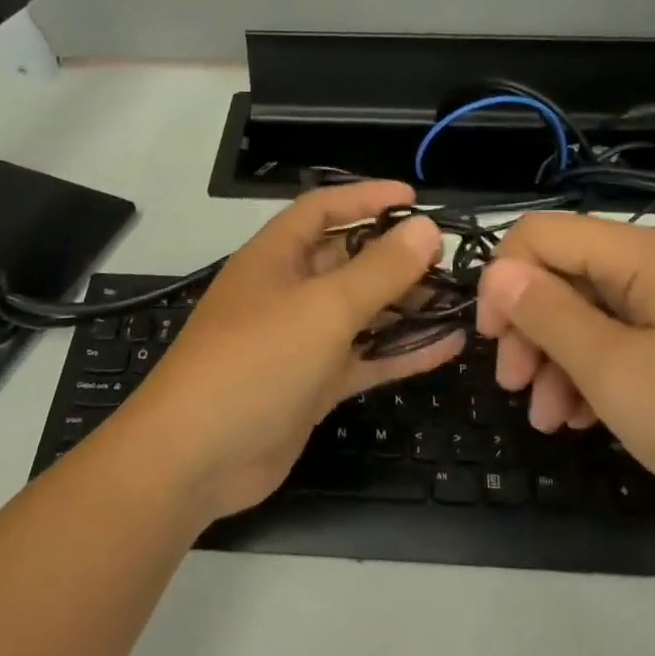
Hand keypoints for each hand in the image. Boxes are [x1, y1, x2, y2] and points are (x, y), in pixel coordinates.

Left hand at [116, 182, 462, 522]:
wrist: (196, 458)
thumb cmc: (256, 361)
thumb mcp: (323, 308)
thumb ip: (379, 270)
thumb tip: (426, 227)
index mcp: (276, 256)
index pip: (323, 209)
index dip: (367, 198)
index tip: (415, 198)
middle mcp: (287, 291)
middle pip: (347, 260)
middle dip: (395, 257)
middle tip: (448, 260)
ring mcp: (299, 341)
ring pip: (360, 312)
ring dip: (404, 306)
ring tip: (458, 301)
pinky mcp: (312, 385)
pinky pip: (363, 358)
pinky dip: (401, 352)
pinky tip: (448, 347)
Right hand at [476, 214, 654, 545]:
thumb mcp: (620, 375)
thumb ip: (550, 315)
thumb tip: (499, 272)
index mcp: (648, 257)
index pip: (542, 235)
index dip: (502, 279)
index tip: (489, 341)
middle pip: (570, 274)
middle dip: (530, 326)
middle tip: (514, 387)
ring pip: (599, 313)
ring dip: (561, 358)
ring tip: (548, 418)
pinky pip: (637, 341)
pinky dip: (603, 372)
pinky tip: (587, 417)